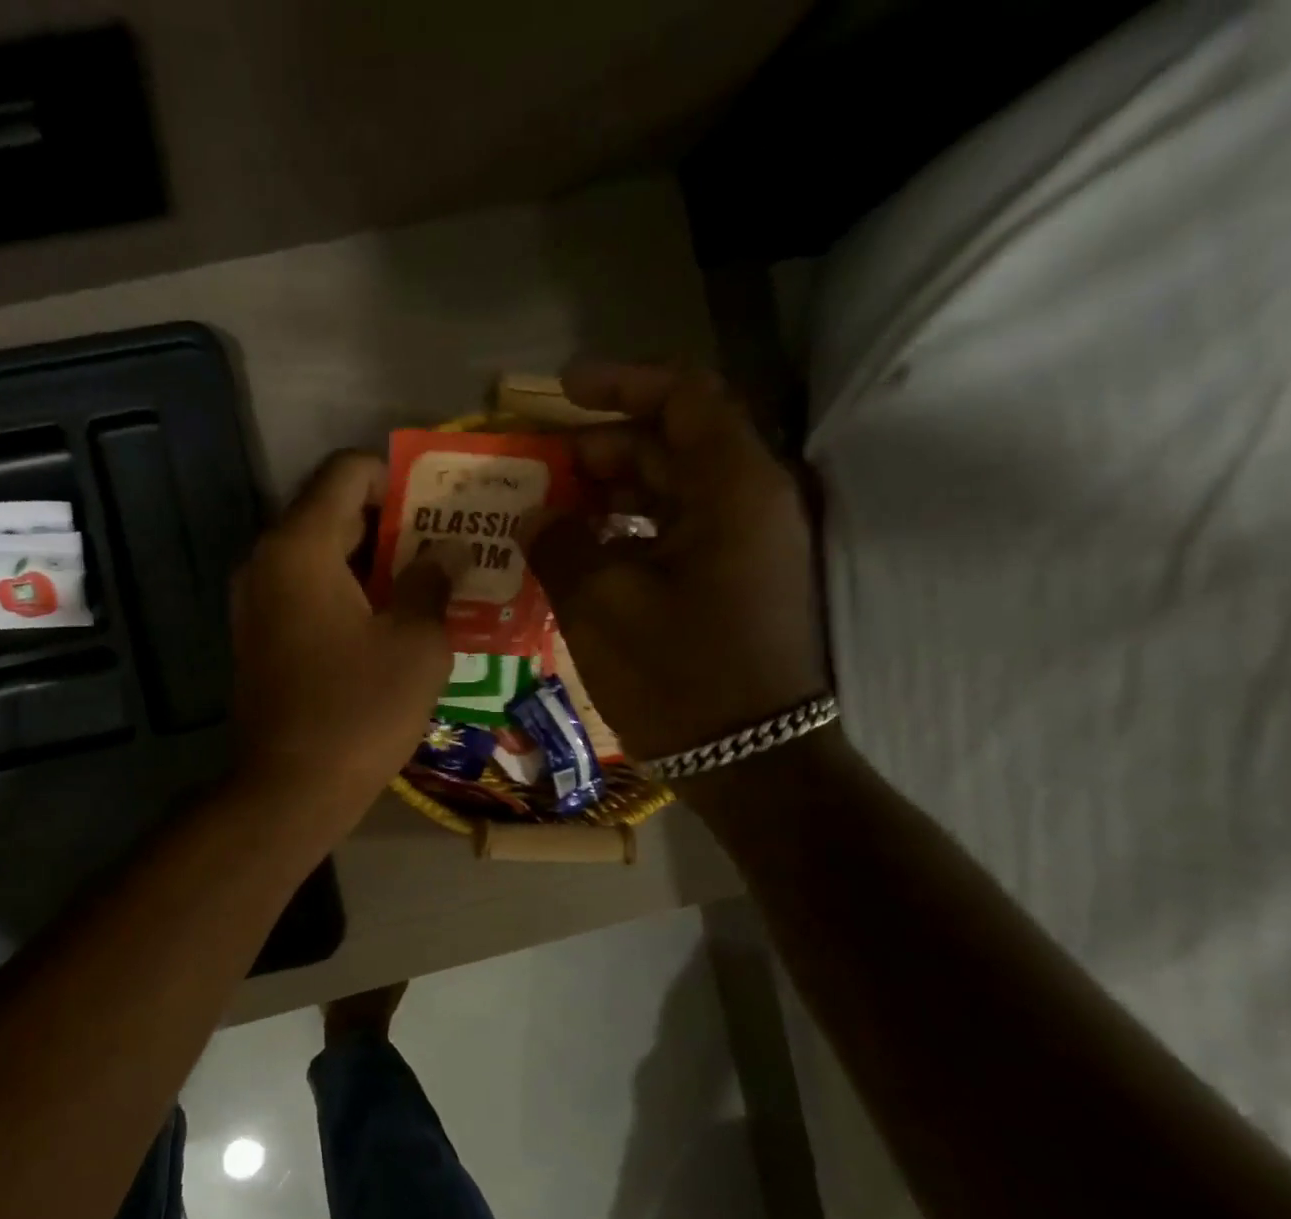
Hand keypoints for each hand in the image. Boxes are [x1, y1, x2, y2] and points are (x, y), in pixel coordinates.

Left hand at [230, 450, 451, 835]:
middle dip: (391, 522)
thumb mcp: (416, 644)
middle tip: (446, 545)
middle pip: (331, 512)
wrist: (289, 790)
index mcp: (299, 546)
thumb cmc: (359, 712)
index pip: (346, 472)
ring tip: (427, 583)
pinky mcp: (259, 638)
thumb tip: (441, 555)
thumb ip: (431, 583)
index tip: (438, 507)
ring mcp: (255, 602)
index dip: (397, 476)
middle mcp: (266, 561)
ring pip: (319, 556)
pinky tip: (390, 622)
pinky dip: (346, 594)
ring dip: (371, 562)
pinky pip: (306, 593)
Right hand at [518, 361, 828, 764]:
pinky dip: (628, 534)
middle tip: (540, 467)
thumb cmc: (678, 676)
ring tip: (550, 512)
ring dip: (611, 493)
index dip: (621, 383)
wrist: (752, 762)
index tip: (562, 390)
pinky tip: (581, 556)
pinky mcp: (734, 585)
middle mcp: (750, 505)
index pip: (683, 398)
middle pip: (674, 445)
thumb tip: (539, 518)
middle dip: (603, 447)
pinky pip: (676, 537)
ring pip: (672, 494)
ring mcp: (746, 548)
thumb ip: (561, 545)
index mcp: (732, 490)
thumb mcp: (600, 605)